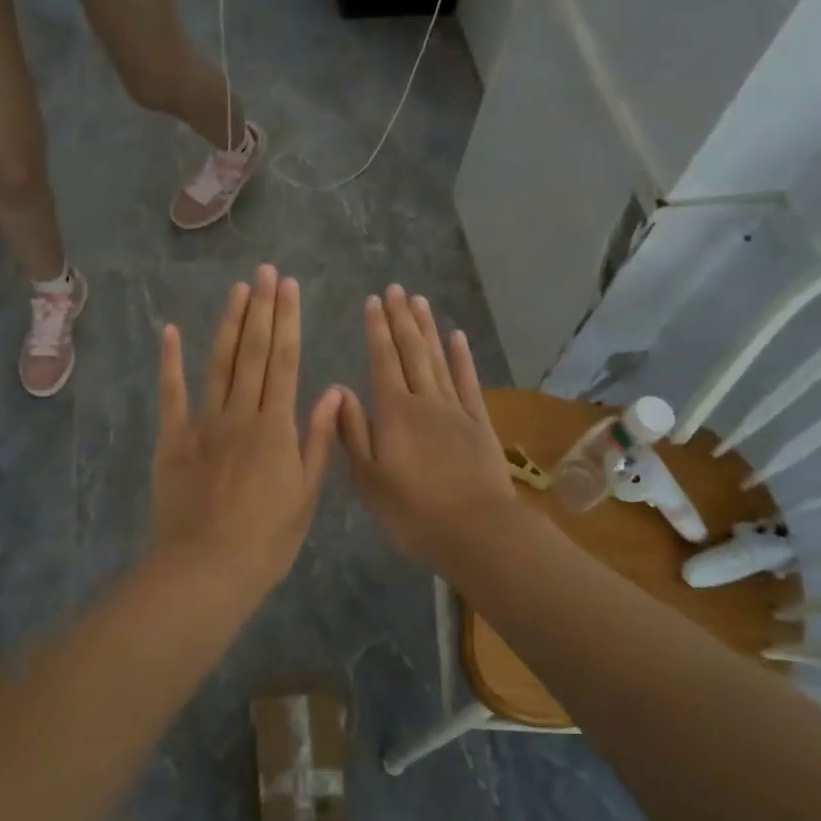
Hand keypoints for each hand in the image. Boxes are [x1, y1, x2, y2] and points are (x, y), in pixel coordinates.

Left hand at [150, 266, 342, 589]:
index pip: (286, 361)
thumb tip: (331, 391)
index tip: (290, 287)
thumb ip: (317, 439)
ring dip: (229, 323)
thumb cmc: (266, 539)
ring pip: (219, 363)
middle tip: (265, 271)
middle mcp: (241, 413)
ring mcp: (203, 423)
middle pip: (254, 352)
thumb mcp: (306, 494)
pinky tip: (172, 330)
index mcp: (276, 426)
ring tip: (238, 289)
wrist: (206, 568)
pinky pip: (171, 393)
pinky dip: (171, 361)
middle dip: (262, 309)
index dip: (288, 321)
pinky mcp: (172, 438)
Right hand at [339, 286, 518, 568]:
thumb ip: (353, 433)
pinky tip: (457, 337)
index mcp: (393, 413)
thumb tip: (341, 391)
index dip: (376, 330)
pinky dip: (462, 358)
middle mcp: (424, 401)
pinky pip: (468, 382)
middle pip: (411, 351)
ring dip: (427, 329)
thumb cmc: (412, 512)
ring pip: (438, 359)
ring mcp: (455, 410)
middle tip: (395, 289)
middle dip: (401, 318)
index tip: (372, 302)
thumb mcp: (368, 480)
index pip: (382, 360)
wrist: (475, 531)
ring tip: (419, 301)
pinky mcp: (479, 424)